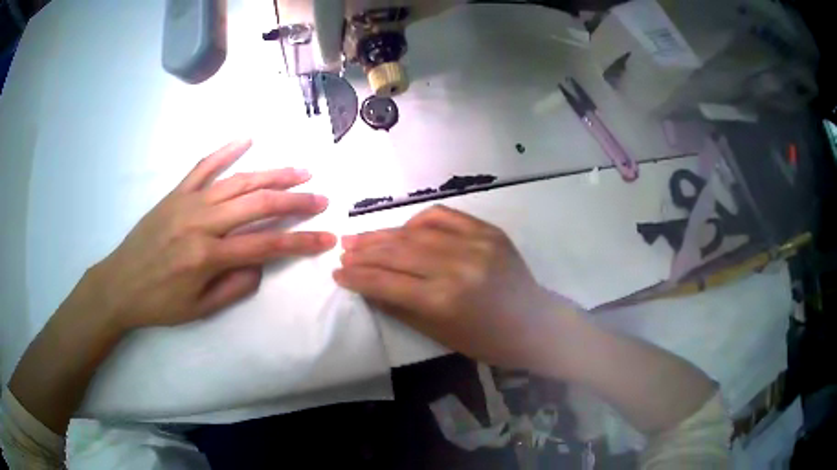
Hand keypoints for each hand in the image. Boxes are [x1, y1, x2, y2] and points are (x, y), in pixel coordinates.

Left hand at [85, 139, 335, 331]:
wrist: (119, 284)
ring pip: (238, 181)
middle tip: (321, 198)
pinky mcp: (176, 193)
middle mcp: (201, 222)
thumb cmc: (159, 303)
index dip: (300, 242)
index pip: (265, 246)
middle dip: (295, 202)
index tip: (326, 238)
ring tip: (300, 171)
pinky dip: (226, 151)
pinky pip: (203, 166)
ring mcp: (188, 202)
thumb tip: (260, 264)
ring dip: (272, 174)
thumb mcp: (199, 309)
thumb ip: (235, 287)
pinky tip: (247, 138)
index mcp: (207, 256)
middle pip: (257, 204)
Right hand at [334, 205, 561, 369]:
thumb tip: (366, 286)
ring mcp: (475, 244)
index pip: (386, 282)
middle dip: (364, 252)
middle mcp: (457, 266)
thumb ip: (399, 306)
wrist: (535, 325)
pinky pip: (444, 217)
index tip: (338, 273)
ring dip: (384, 234)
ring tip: (361, 237)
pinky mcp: (488, 231)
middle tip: (343, 250)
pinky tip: (403, 228)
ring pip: (416, 232)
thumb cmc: (487, 341)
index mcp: (443, 300)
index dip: (358, 277)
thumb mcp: (439, 333)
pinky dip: (418, 221)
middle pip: (397, 252)